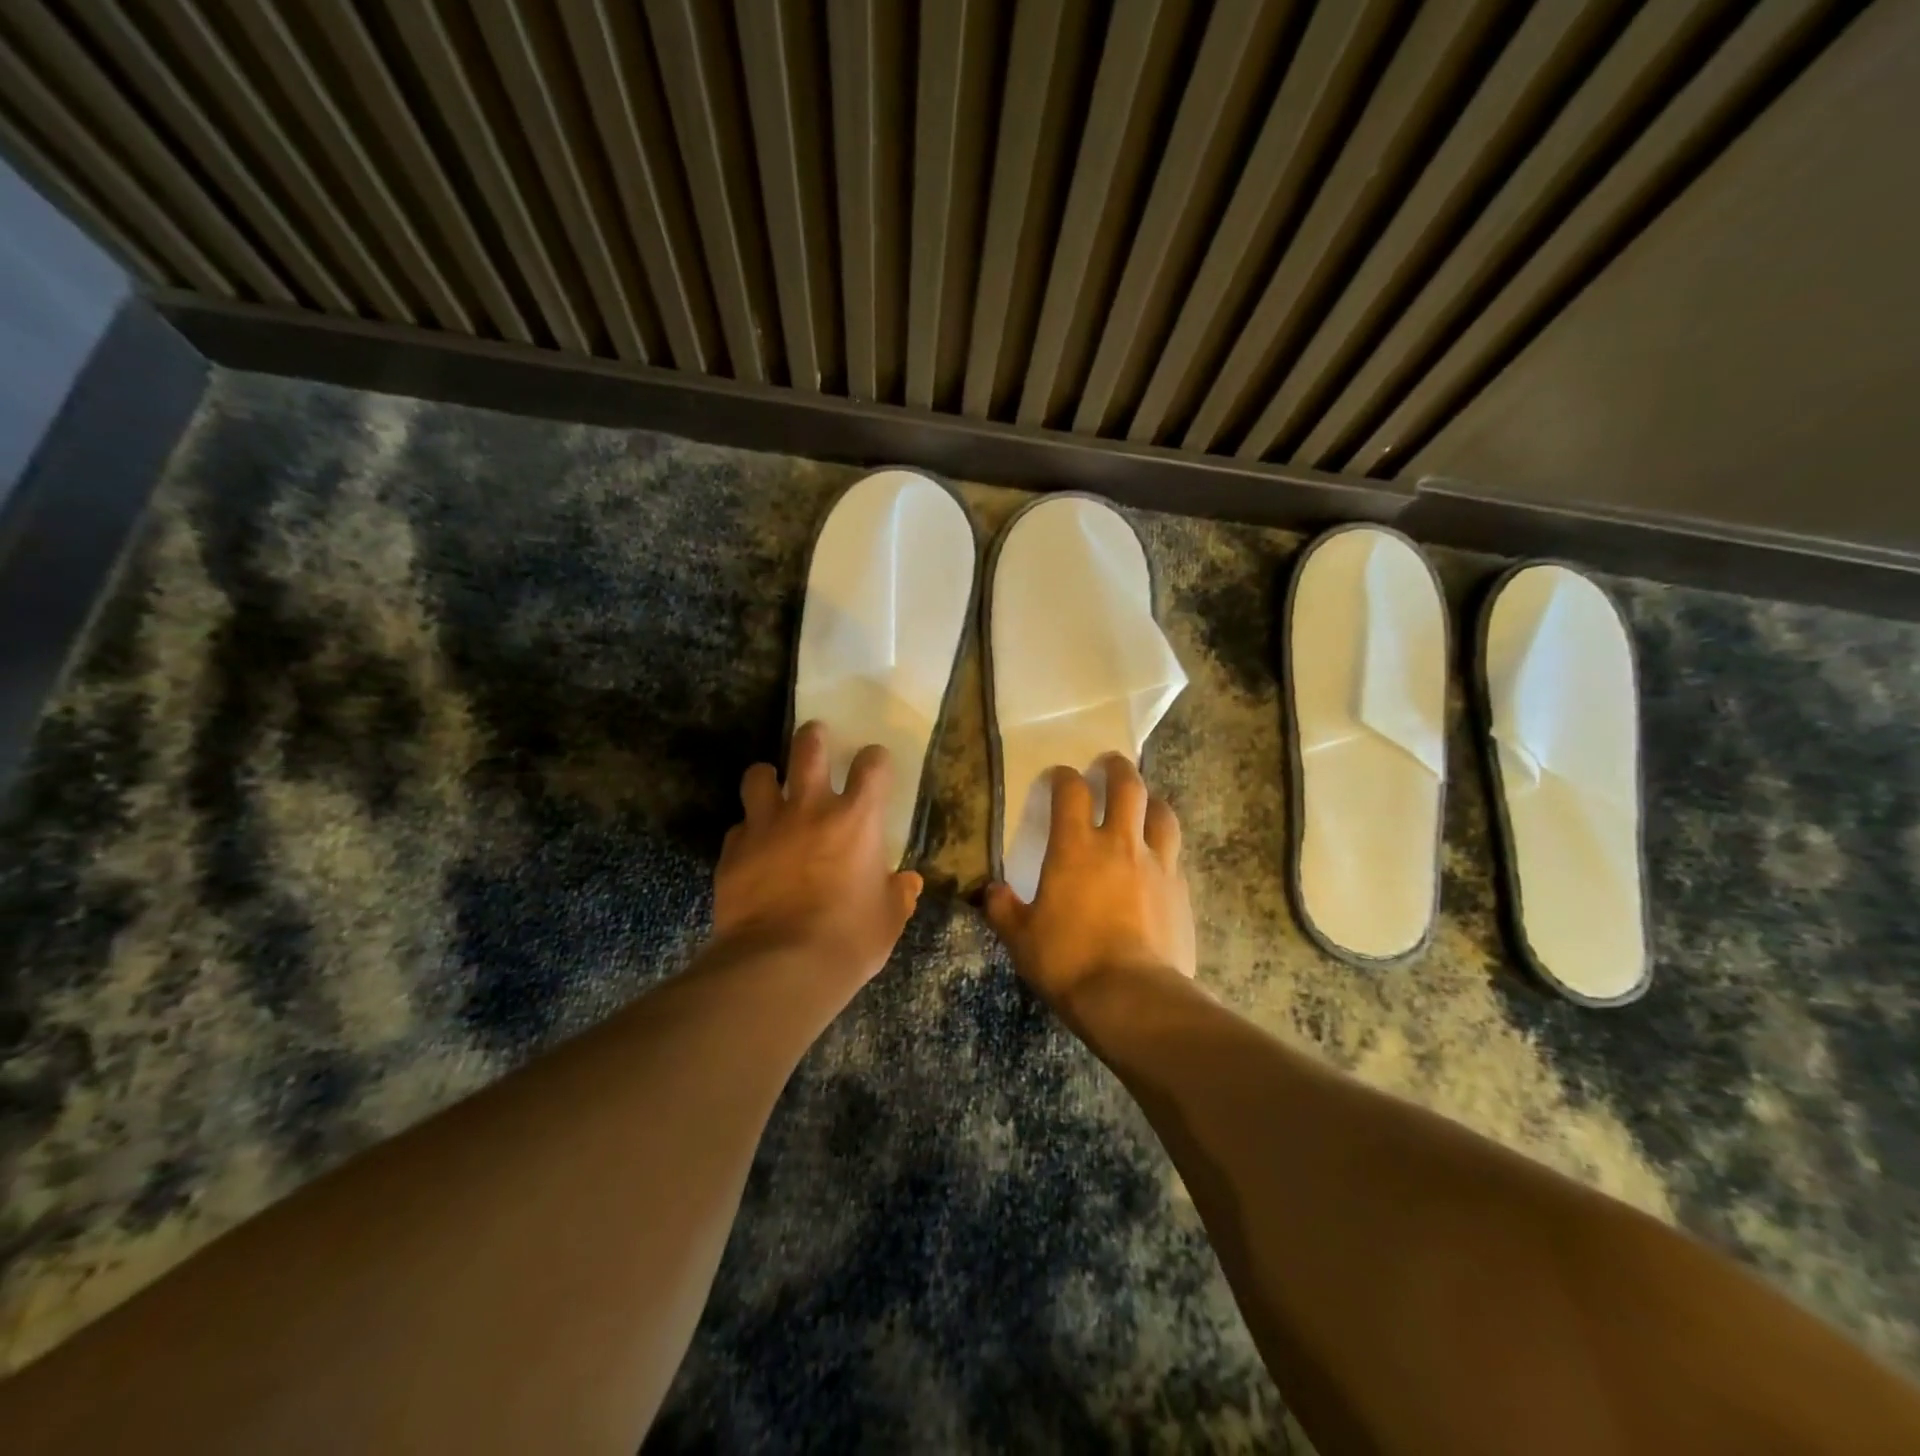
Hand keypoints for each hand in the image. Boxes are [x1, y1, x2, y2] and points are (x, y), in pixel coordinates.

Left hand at [713, 722, 922, 986]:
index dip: (875, 759)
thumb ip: (899, 894)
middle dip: (814, 736)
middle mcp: (810, 809)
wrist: (781, 966)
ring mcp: (766, 825)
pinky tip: (753, 847)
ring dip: (768, 776)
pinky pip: (739, 826)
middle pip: (808, 747)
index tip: (874, 765)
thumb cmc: (849, 939)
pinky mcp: (734, 850)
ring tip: (772, 786)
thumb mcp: (888, 919)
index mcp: (857, 819)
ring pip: (759, 775)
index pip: (873, 765)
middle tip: (817, 738)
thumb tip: (908, 883)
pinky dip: (748, 831)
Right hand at [982, 755, 1195, 1008]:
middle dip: (1117, 768)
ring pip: (1161, 813)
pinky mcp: (1181, 890)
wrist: (1132, 998)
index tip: (1058, 776)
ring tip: (1143, 802)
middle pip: (1127, 787)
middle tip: (1109, 764)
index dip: (1063, 777)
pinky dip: (1164, 846)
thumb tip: (991, 891)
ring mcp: (1157, 865)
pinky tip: (1159, 858)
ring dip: (1150, 800)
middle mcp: (1119, 844)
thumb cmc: (1068, 962)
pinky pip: (1174, 854)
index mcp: (1075, 848)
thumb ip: (1004, 909)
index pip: (1070, 792)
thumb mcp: (1021, 939)